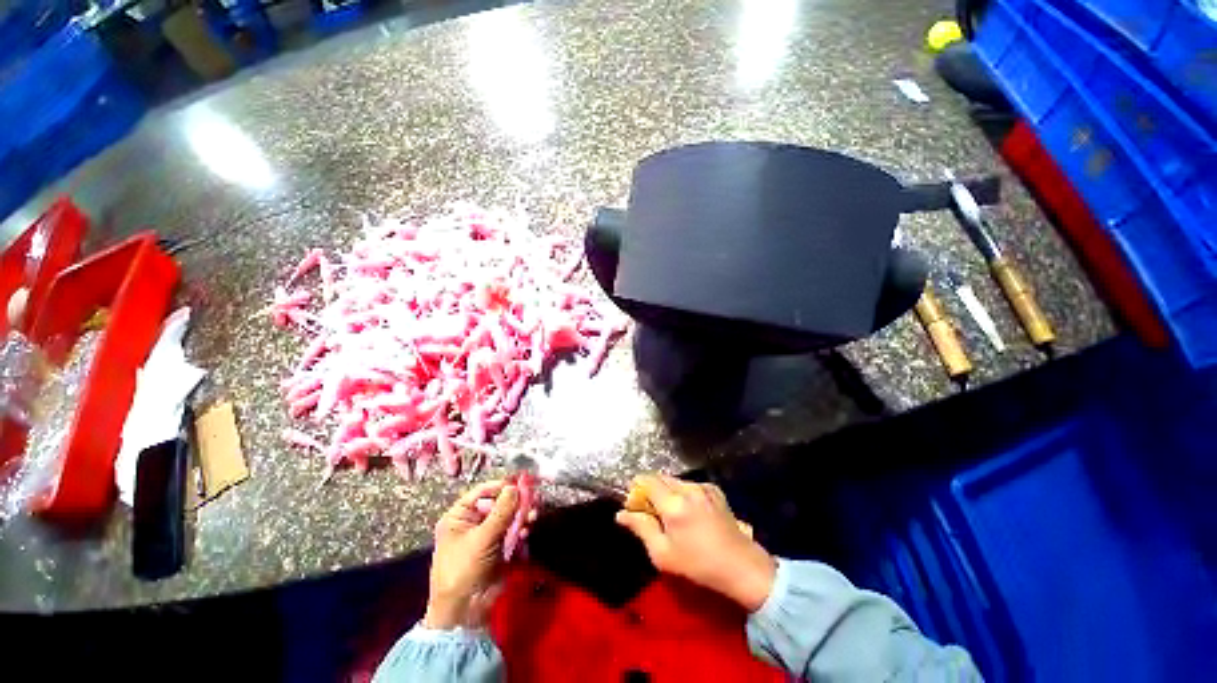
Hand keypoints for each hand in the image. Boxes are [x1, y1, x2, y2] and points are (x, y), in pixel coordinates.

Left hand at [423, 480, 533, 629]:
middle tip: (533, 498)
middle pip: (499, 503)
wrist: (464, 612)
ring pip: (509, 517)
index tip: (521, 482)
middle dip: (517, 501)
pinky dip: (521, 529)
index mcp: (460, 516)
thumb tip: (515, 486)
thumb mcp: (482, 538)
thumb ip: (501, 511)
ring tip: (534, 514)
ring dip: (522, 514)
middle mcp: (473, 522)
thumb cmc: (463, 570)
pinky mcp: (500, 547)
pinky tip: (527, 530)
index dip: (502, 485)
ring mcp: (488, 535)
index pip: (483, 491)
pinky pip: (513, 531)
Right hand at [615, 474, 775, 611]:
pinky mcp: (714, 490)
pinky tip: (690, 512)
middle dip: (650, 489)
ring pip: (675, 481)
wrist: (741, 566)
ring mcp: (703, 487)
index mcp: (673, 504)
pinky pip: (690, 485)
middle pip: (660, 477)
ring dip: (667, 491)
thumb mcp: (663, 554)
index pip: (647, 480)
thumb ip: (641, 529)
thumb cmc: (698, 564)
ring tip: (671, 513)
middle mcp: (687, 488)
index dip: (637, 488)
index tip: (634, 502)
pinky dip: (683, 493)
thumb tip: (621, 514)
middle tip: (650, 510)